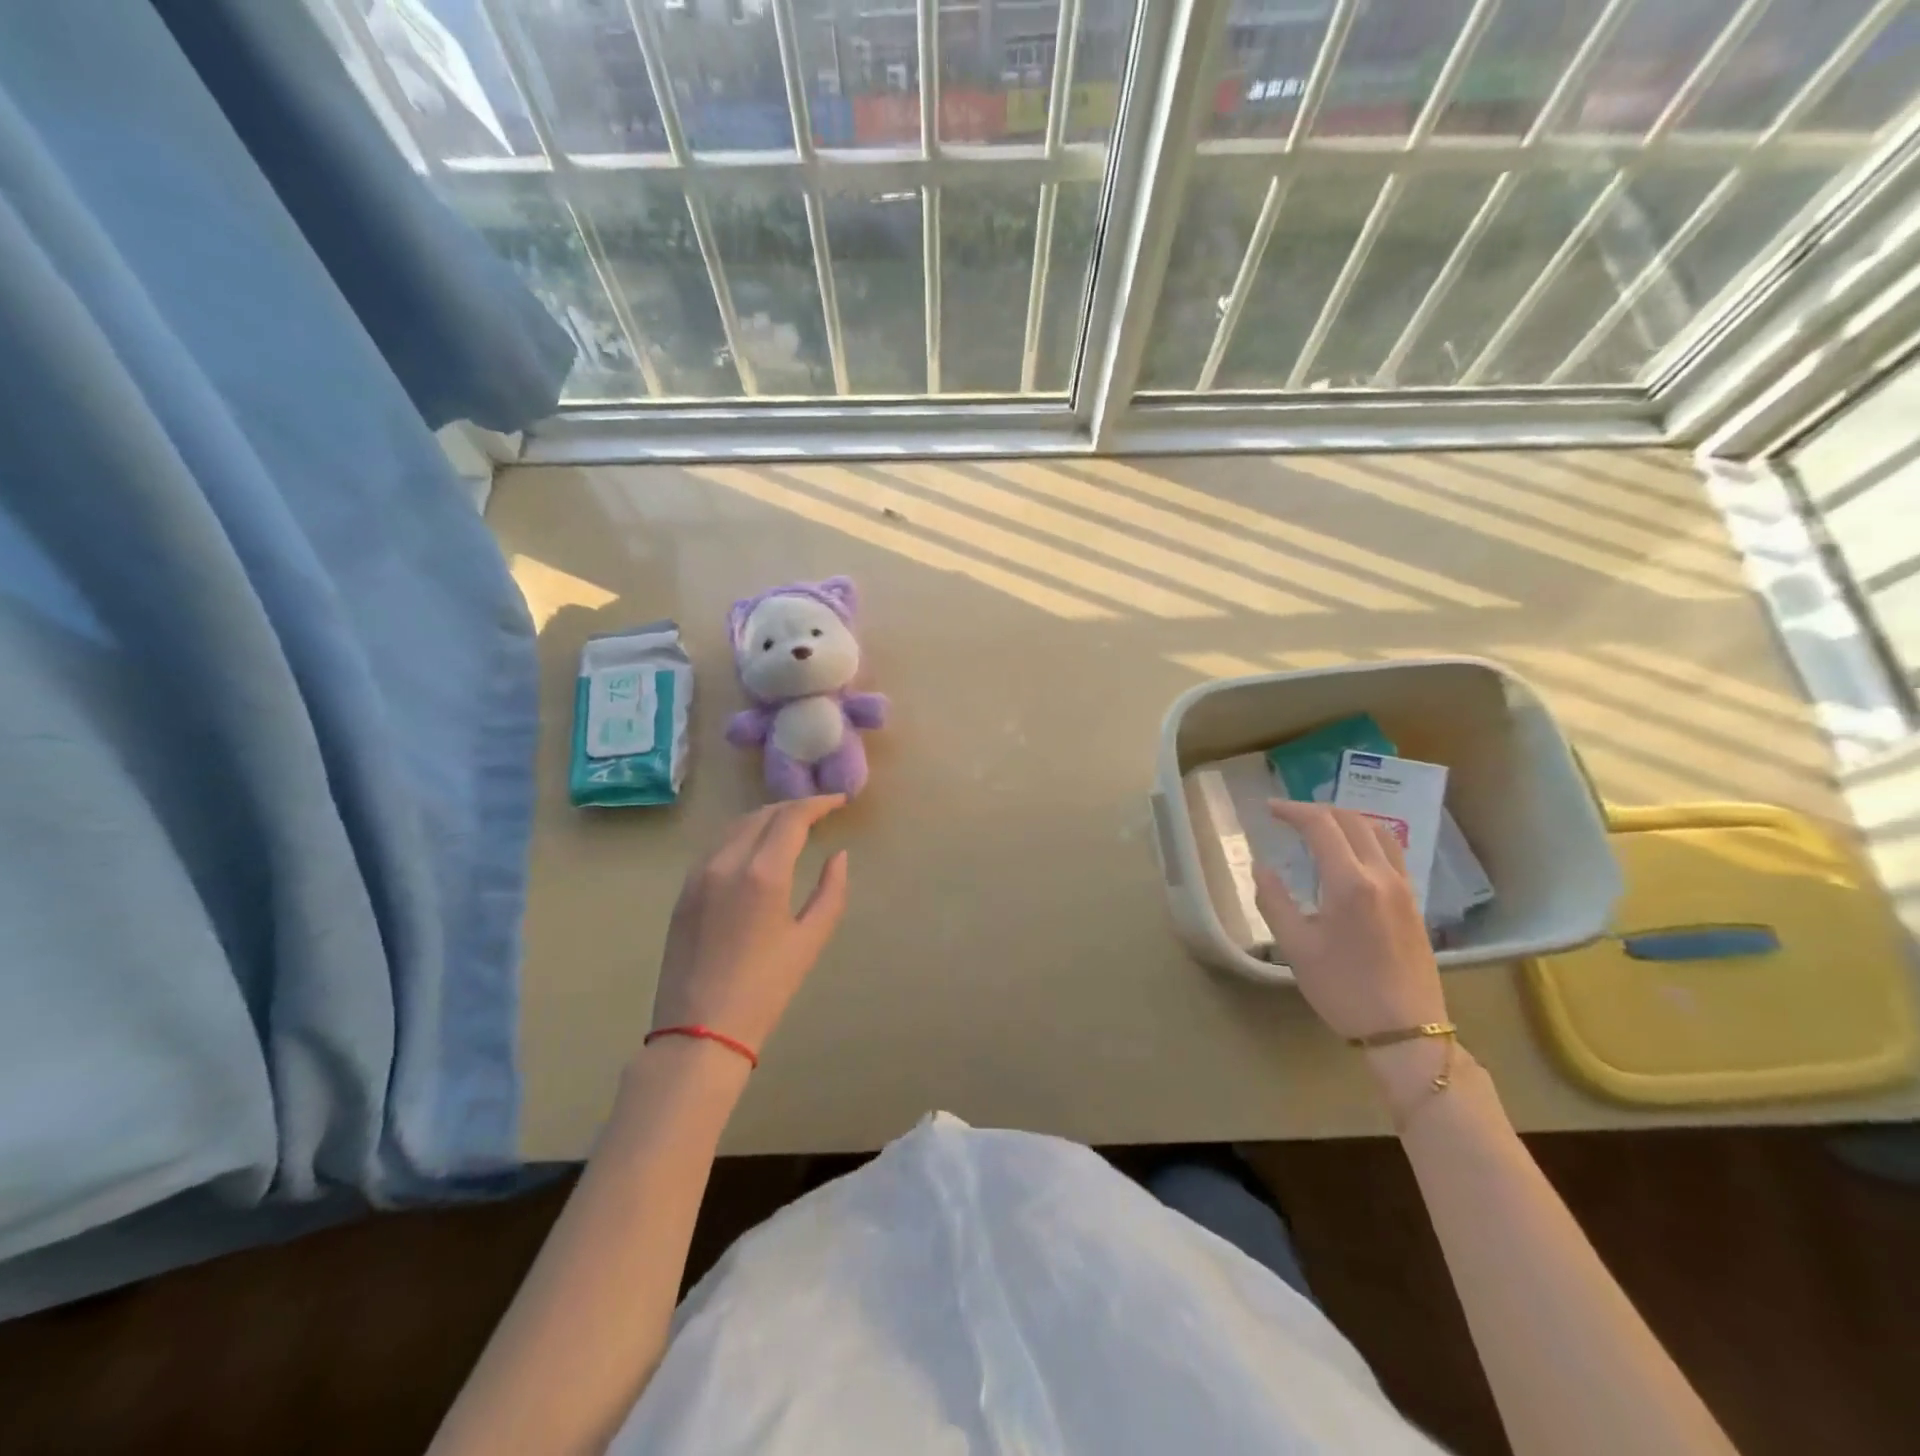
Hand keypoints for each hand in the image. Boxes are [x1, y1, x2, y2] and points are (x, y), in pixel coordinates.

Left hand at [650, 797, 849, 1059]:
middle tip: (820, 812)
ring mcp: (699, 875)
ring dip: (766, 818)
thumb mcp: (810, 941)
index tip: (839, 801)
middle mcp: (726, 862)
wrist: (698, 1032)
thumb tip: (839, 856)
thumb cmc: (765, 989)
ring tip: (791, 826)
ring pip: (736, 826)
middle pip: (762, 815)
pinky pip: (717, 846)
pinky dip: (742, 835)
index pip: (791, 817)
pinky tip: (757, 848)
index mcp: (762, 873)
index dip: (818, 803)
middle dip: (793, 807)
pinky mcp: (684, 891)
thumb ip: (831, 891)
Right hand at [1252, 800, 1445, 1042]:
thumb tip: (1262, 868)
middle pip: (1352, 820)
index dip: (1292, 810)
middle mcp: (1381, 875)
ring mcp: (1403, 888)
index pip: (1321, 826)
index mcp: (1350, 883)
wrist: (1405, 1030)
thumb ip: (1274, 901)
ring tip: (1320, 827)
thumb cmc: (1343, 989)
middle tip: (1288, 816)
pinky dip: (1366, 838)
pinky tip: (1350, 855)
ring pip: (1379, 832)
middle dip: (1317, 810)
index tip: (1269, 809)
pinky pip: (1391, 852)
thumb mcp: (1296, 947)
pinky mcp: (1413, 903)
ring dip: (1346, 819)